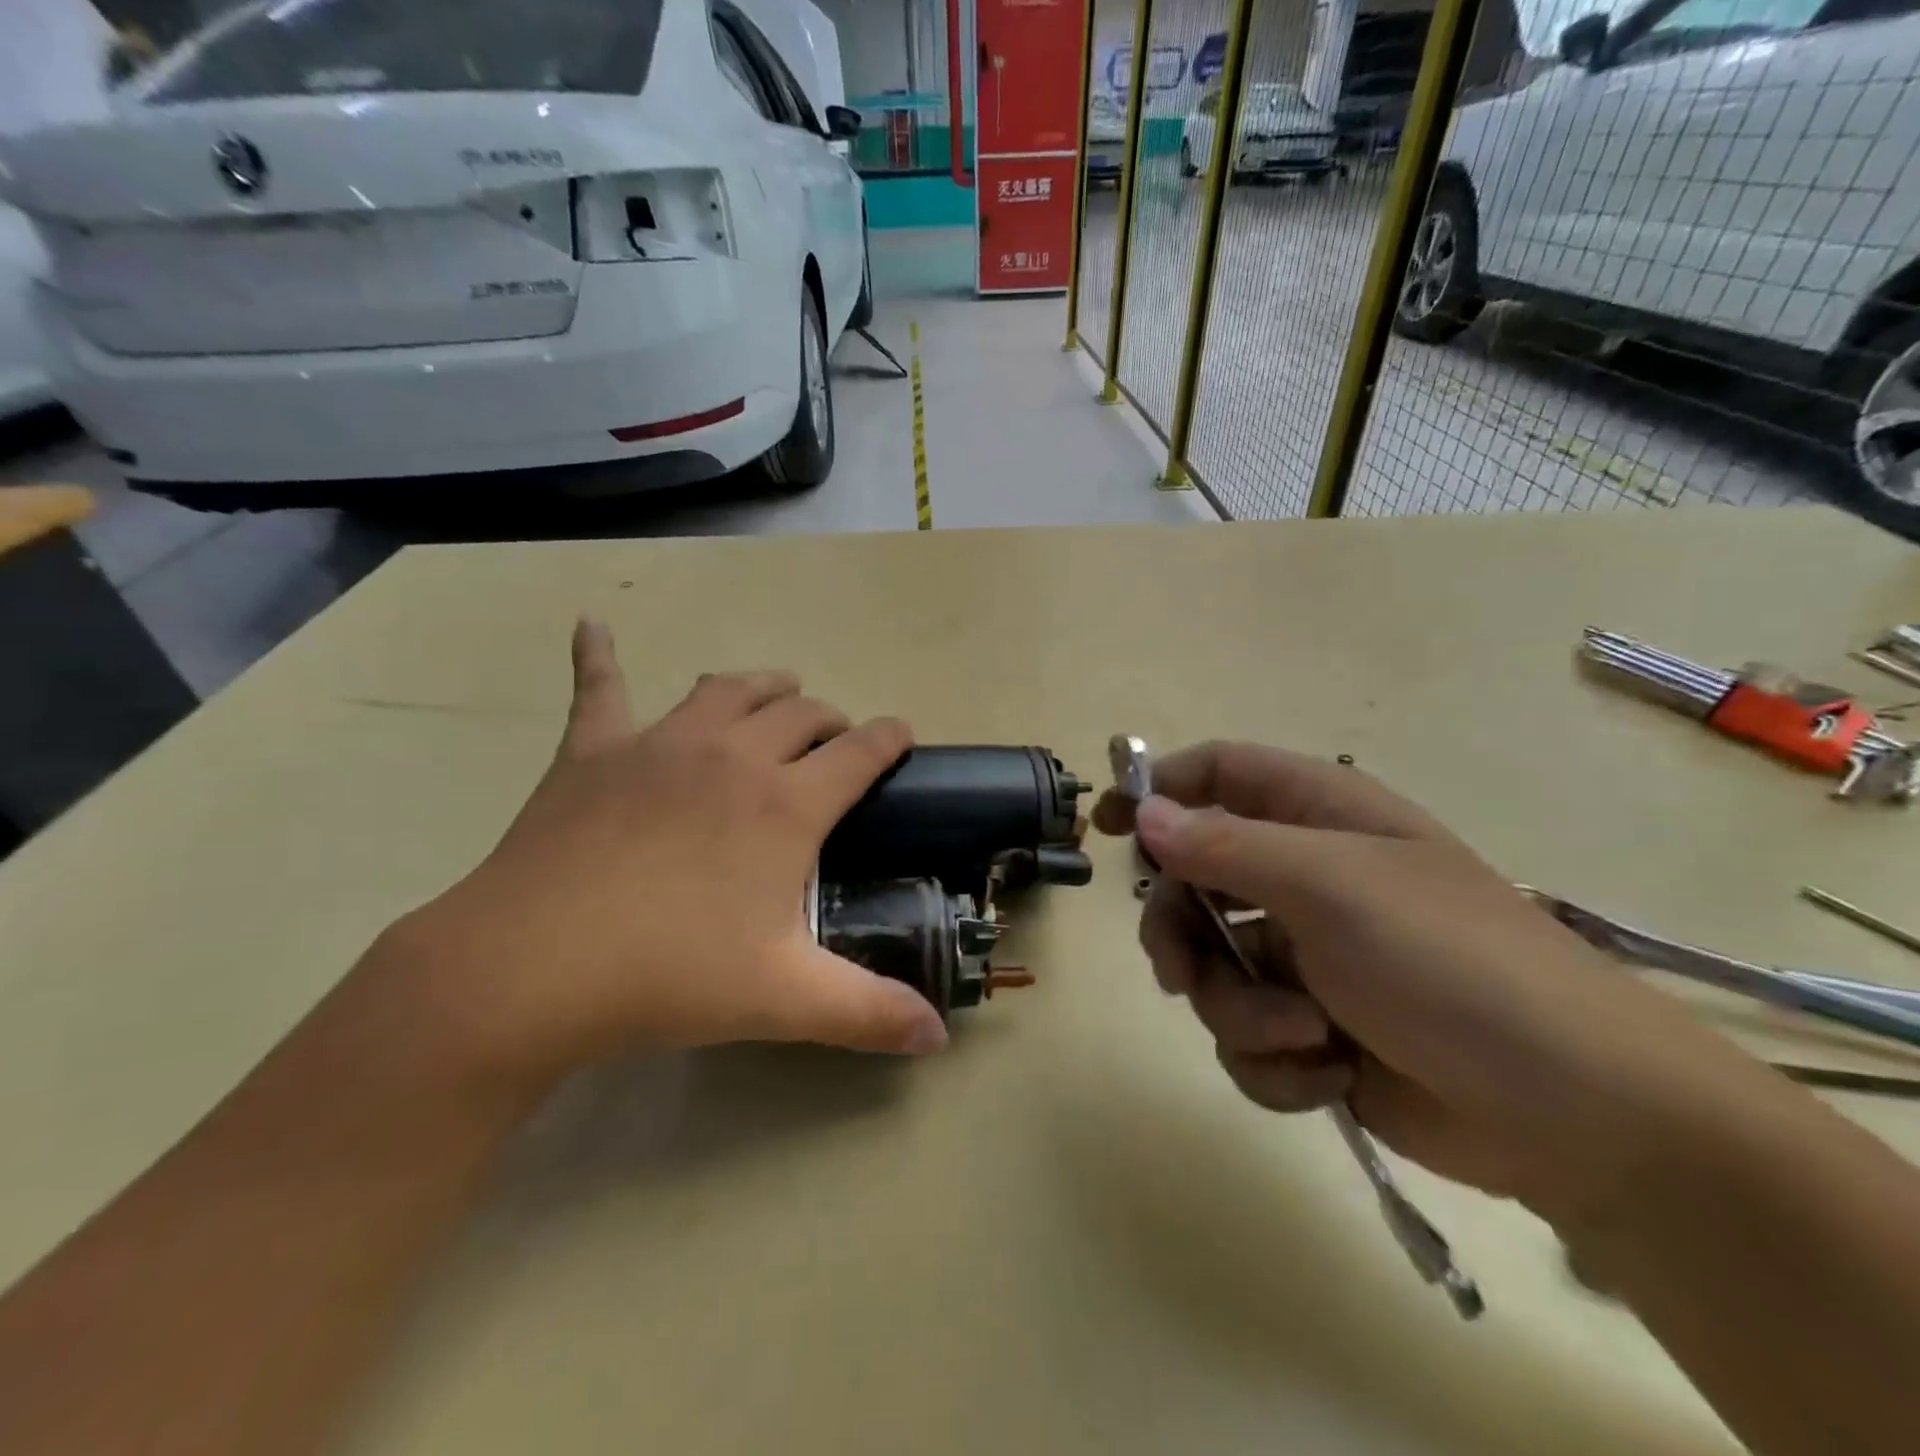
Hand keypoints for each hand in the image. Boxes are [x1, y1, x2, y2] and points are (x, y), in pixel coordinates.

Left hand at [384, 620, 948, 1097]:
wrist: (530, 968)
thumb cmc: (670, 976)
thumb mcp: (785, 999)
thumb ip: (871, 1014)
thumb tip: (940, 1039)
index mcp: (786, 804)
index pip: (861, 752)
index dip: (890, 739)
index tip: (902, 736)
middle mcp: (733, 755)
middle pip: (799, 712)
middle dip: (829, 719)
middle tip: (834, 742)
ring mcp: (660, 744)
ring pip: (727, 689)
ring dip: (762, 687)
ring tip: (775, 693)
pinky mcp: (593, 751)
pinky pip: (600, 687)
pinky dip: (599, 654)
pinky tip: (592, 624)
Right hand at [1093, 743, 1761, 1220]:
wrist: (1576, 1116)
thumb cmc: (1453, 965)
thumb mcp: (1332, 888)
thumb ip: (1227, 848)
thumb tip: (1145, 815)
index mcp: (1319, 819)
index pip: (1218, 773)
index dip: (1158, 789)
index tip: (1108, 826)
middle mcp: (1305, 878)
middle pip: (1191, 882)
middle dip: (1180, 933)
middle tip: (1177, 972)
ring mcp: (1306, 956)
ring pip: (1212, 969)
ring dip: (1240, 1011)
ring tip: (1301, 1035)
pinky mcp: (1313, 1028)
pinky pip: (1246, 1034)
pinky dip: (1274, 1060)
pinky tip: (1327, 1072)